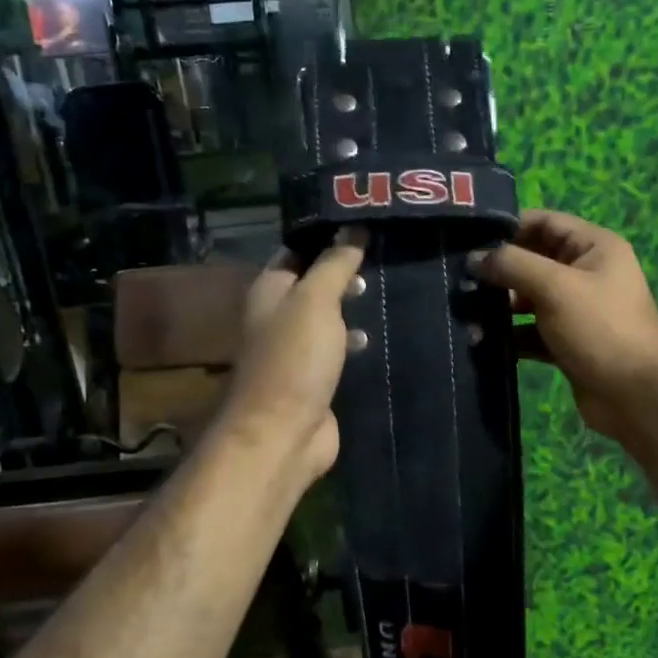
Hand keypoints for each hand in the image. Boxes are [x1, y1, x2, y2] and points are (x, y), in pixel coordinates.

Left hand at [217, 232, 368, 483]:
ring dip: (352, 306)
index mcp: (270, 289)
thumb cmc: (295, 359)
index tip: (364, 224)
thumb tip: (353, 227)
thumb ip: (334, 264)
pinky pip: (337, 349)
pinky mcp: (314, 378)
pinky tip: (379, 335)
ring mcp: (296, 349)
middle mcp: (278, 315)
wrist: (284, 433)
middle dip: (345, 272)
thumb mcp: (316, 300)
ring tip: (387, 291)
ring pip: (327, 317)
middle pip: (314, 283)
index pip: (297, 250)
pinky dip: (354, 340)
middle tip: (384, 257)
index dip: (327, 236)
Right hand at [471, 210, 657, 438]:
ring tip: (466, 313)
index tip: (469, 239)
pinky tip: (482, 341)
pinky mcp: (567, 343)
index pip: (545, 222)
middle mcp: (587, 273)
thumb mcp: (555, 287)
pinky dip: (510, 335)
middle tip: (460, 280)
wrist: (636, 395)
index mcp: (595, 247)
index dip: (509, 227)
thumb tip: (474, 259)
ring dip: (500, 306)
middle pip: (534, 261)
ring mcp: (577, 310)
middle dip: (499, 270)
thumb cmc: (600, 328)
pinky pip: (531, 331)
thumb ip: (512, 266)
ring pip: (529, 299)